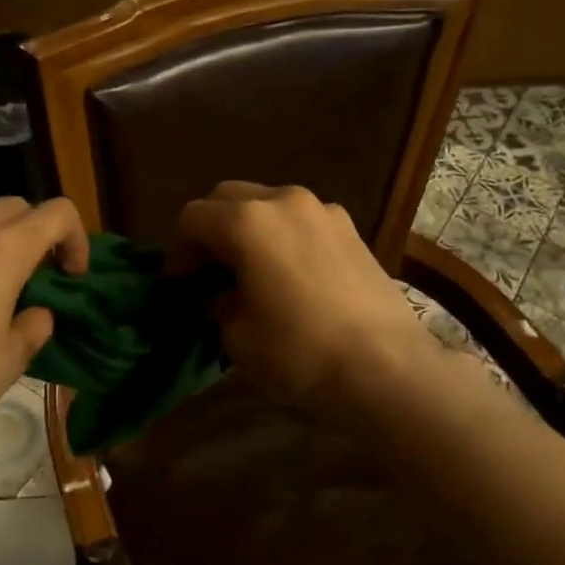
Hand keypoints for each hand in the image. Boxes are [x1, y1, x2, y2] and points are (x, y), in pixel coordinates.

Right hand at [169, 182, 437, 412]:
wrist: (387, 367)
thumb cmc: (299, 353)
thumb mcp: (238, 338)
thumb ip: (220, 306)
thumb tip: (224, 296)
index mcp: (247, 222)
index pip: (192, 218)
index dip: (177, 250)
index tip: (178, 283)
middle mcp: (283, 201)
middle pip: (228, 197)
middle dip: (210, 228)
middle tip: (207, 269)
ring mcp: (323, 211)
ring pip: (268, 203)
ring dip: (248, 228)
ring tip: (250, 269)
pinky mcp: (351, 229)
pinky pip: (301, 220)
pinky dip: (283, 236)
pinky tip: (289, 273)